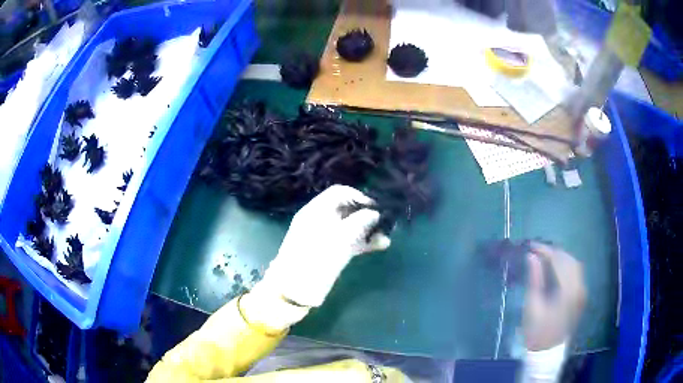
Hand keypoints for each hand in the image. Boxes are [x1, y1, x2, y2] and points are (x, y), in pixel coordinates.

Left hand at [261, 185, 390, 306]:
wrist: (296, 289)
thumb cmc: (315, 258)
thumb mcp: (339, 238)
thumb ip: (359, 222)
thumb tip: (375, 213)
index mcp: (316, 211)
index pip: (339, 193)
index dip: (359, 196)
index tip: (376, 206)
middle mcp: (322, 220)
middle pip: (348, 210)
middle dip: (367, 214)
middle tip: (386, 220)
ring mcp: (328, 237)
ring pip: (351, 227)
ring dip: (369, 230)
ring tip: (387, 234)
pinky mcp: (332, 252)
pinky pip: (351, 242)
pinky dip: (365, 242)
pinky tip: (382, 245)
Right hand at [523, 242, 586, 350]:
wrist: (547, 351)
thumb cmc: (536, 330)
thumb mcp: (532, 306)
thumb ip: (535, 279)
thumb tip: (532, 256)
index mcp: (567, 291)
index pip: (558, 261)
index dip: (545, 251)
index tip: (531, 246)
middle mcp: (579, 288)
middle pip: (569, 260)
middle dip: (554, 252)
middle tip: (537, 251)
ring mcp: (582, 292)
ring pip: (575, 265)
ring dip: (561, 258)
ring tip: (545, 257)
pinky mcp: (581, 296)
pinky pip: (576, 273)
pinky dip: (566, 266)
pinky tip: (556, 268)